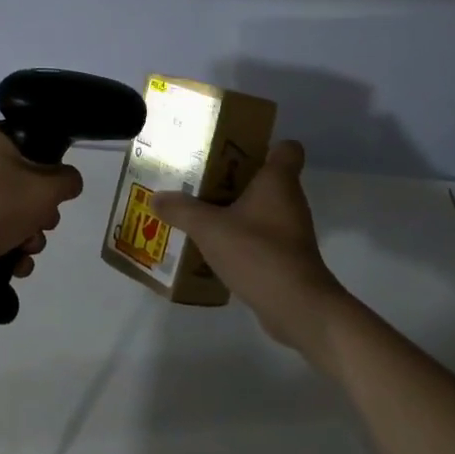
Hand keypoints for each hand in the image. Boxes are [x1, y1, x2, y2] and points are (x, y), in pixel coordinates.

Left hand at [0, 122, 85, 303]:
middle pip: (26, 180)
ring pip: (16, 210)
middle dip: (42, 209)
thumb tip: (68, 182)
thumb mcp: (45, 188)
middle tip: (43, 220)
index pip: (30, 140)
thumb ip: (67, 180)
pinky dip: (12, 248)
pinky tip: (16, 263)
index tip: (54, 186)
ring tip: (26, 246)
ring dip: (31, 234)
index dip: (49, 165)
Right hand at [154, 141, 341, 348]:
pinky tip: (212, 247)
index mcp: (277, 182)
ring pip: (260, 210)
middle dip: (234, 178)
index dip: (266, 144)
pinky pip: (260, 238)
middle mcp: (289, 201)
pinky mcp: (287, 259)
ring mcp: (290, 232)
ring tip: (199, 212)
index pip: (287, 149)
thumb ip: (181, 210)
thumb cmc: (258, 252)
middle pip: (265, 178)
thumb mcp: (209, 228)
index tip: (235, 149)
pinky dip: (240, 239)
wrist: (297, 308)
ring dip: (234, 210)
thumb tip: (157, 198)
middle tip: (200, 179)